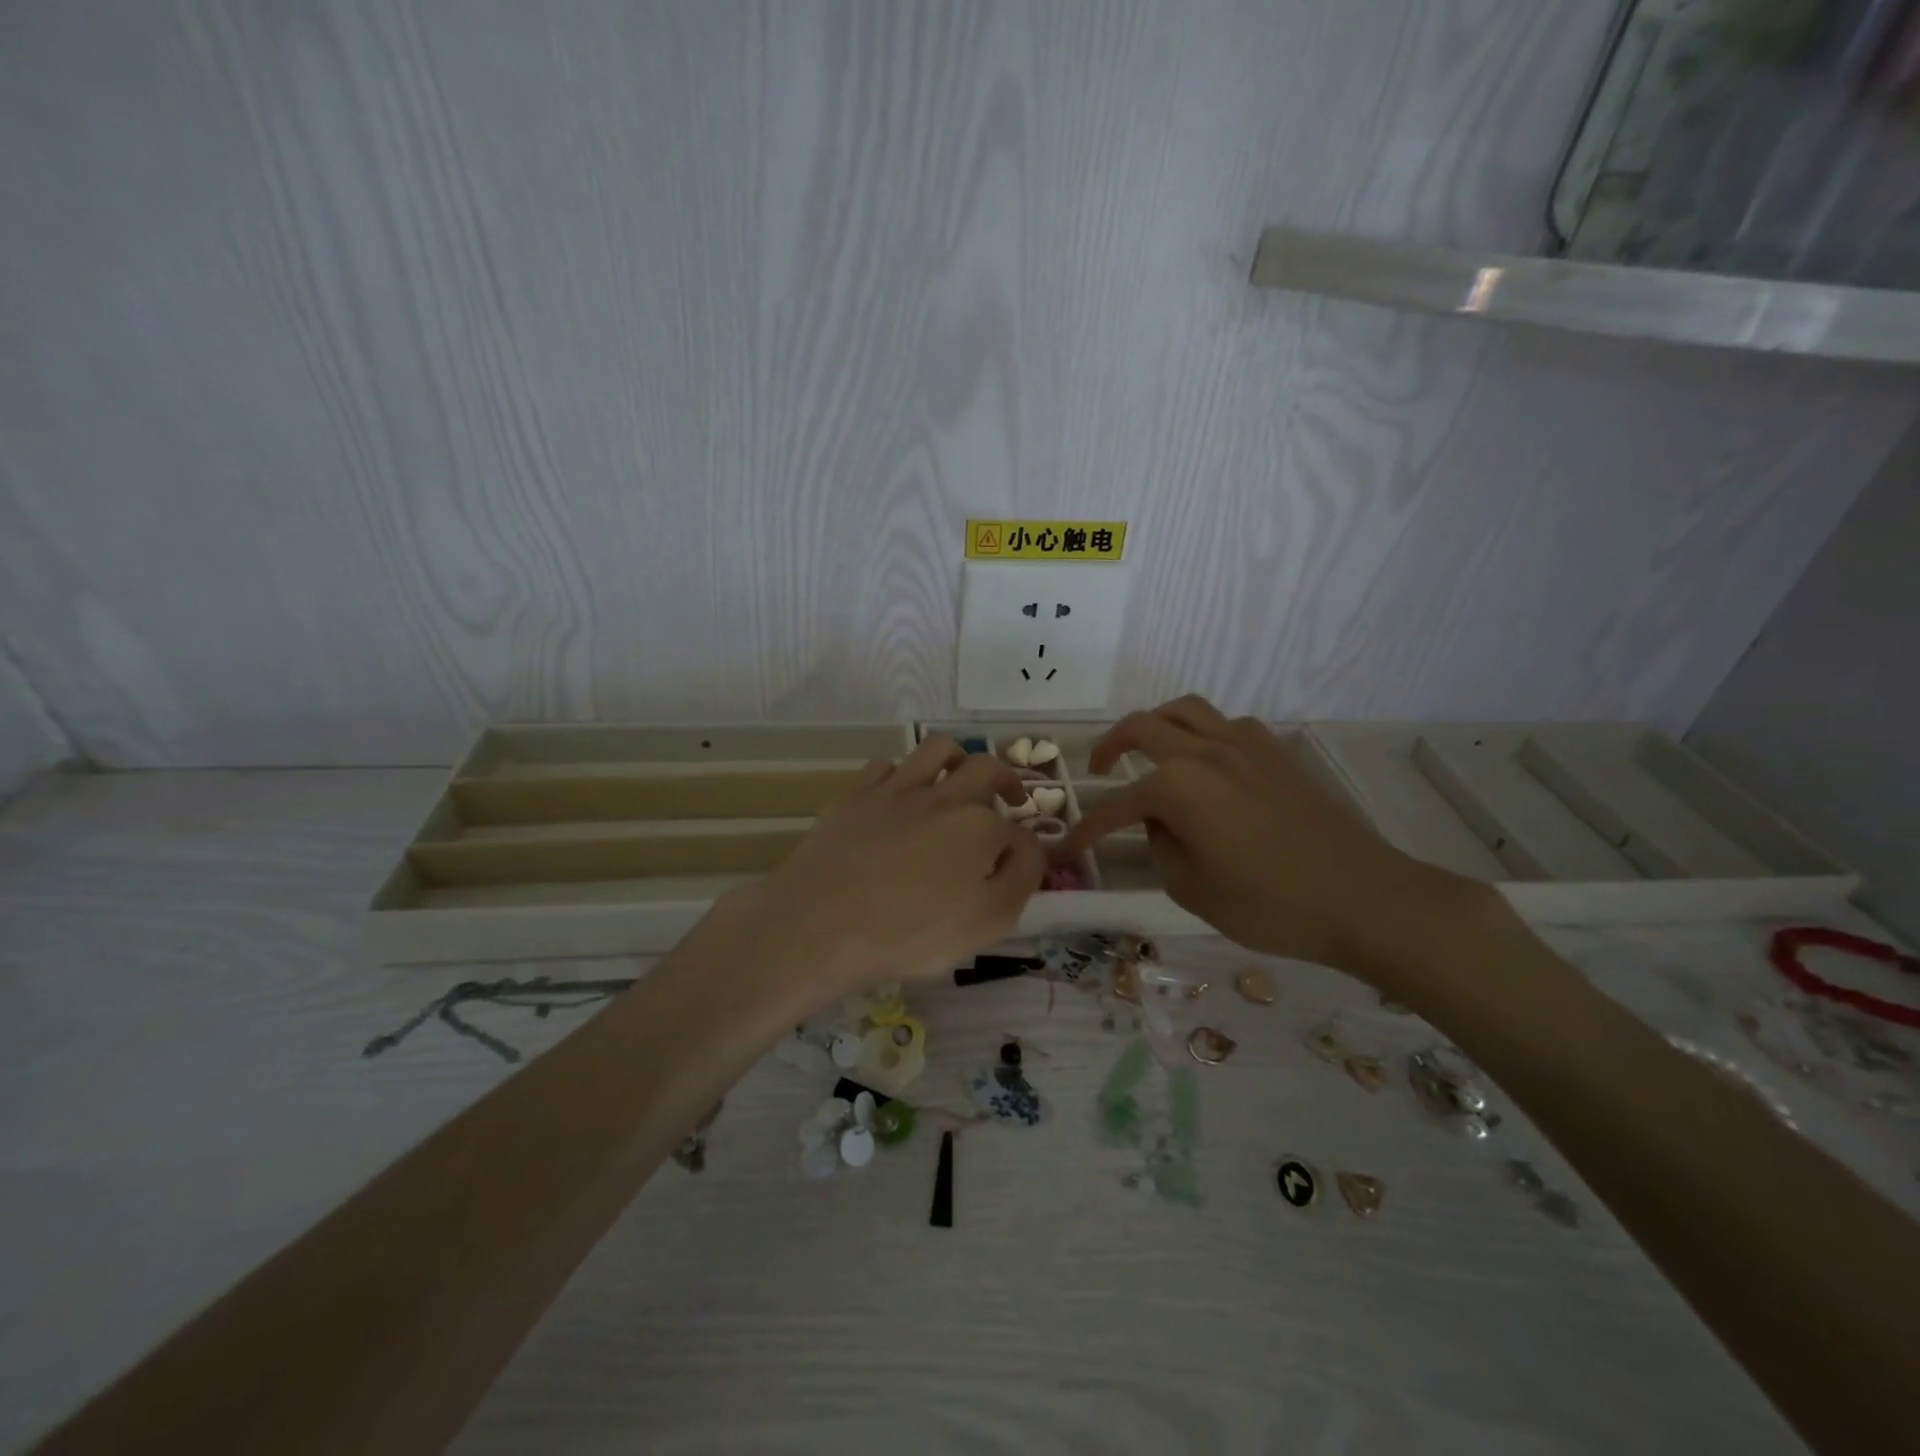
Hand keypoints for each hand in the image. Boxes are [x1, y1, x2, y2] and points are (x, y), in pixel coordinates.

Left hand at [714, 735, 1045, 993]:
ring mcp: (896, 790)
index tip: (1018, 866)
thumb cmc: (910, 932)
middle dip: (1005, 779)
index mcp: (979, 827)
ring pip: (936, 750)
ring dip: (958, 758)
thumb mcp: (987, 923)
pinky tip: (900, 794)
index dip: (1022, 849)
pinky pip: (885, 765)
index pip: (1017, 831)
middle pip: (985, 769)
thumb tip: (1027, 848)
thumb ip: (1020, 879)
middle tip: (1009, 796)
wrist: (821, 923)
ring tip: (960, 774)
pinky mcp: (856, 795)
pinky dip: (901, 774)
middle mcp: (943, 797)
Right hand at [1063, 697, 1501, 986]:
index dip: (1088, 828)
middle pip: (1141, 727)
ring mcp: (1245, 744)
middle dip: (1109, 746)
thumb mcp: (1193, 889)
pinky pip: (1225, 724)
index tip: (1070, 847)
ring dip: (1155, 723)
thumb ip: (1161, 845)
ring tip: (1148, 749)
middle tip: (1098, 769)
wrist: (1364, 898)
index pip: (1117, 804)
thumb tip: (1158, 821)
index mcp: (1177, 786)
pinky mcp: (1276, 752)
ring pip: (1184, 709)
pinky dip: (1202, 732)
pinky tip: (1207, 762)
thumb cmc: (1271, 905)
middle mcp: (1205, 751)